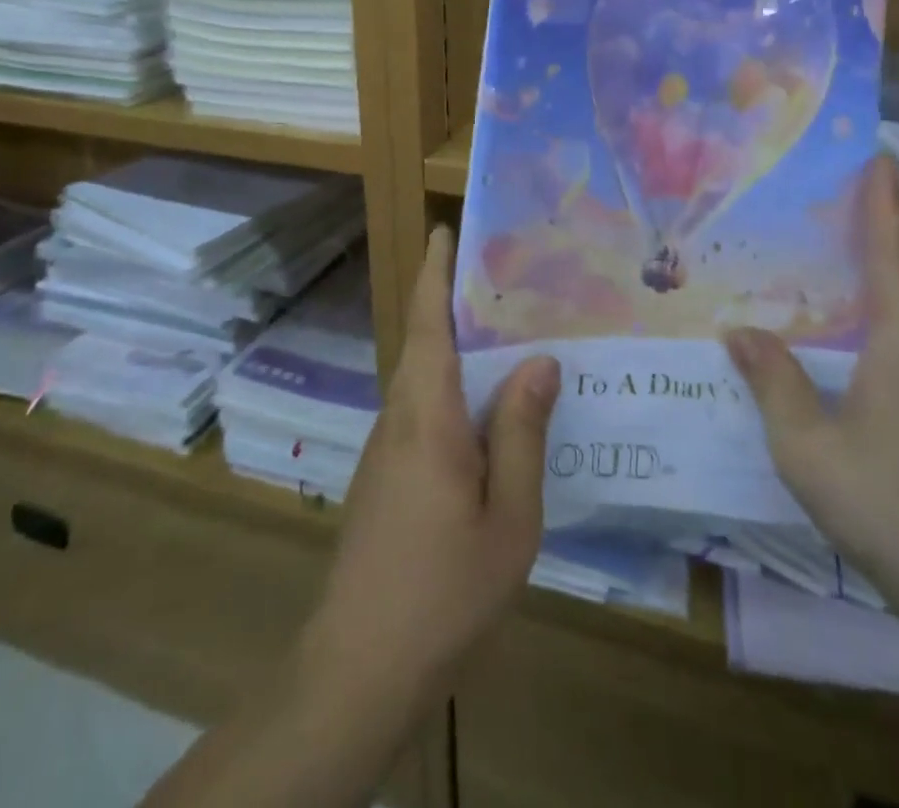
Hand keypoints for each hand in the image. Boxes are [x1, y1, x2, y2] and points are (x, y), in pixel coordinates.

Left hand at [303, 226, 560, 714]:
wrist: (358, 669)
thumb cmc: (444, 590)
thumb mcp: (508, 517)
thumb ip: (522, 434)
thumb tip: (540, 361)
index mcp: (428, 416)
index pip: (429, 324)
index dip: (435, 273)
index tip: (445, 230)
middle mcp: (398, 419)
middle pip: (425, 344)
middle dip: (454, 303)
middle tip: (508, 280)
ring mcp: (385, 451)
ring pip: (423, 380)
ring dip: (456, 349)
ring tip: (509, 337)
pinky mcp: (383, 478)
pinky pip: (422, 412)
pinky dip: (452, 390)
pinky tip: (487, 413)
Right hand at [724, 154, 898, 631]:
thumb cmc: (890, 504)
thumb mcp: (808, 445)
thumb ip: (774, 383)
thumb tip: (742, 330)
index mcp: (896, 347)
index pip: (889, 259)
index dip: (883, 205)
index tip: (881, 156)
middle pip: (885, 284)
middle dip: (856, 239)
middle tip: (810, 206)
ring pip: (877, 327)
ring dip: (845, 293)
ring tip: (793, 275)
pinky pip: (872, 362)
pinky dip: (842, 339)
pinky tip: (810, 358)